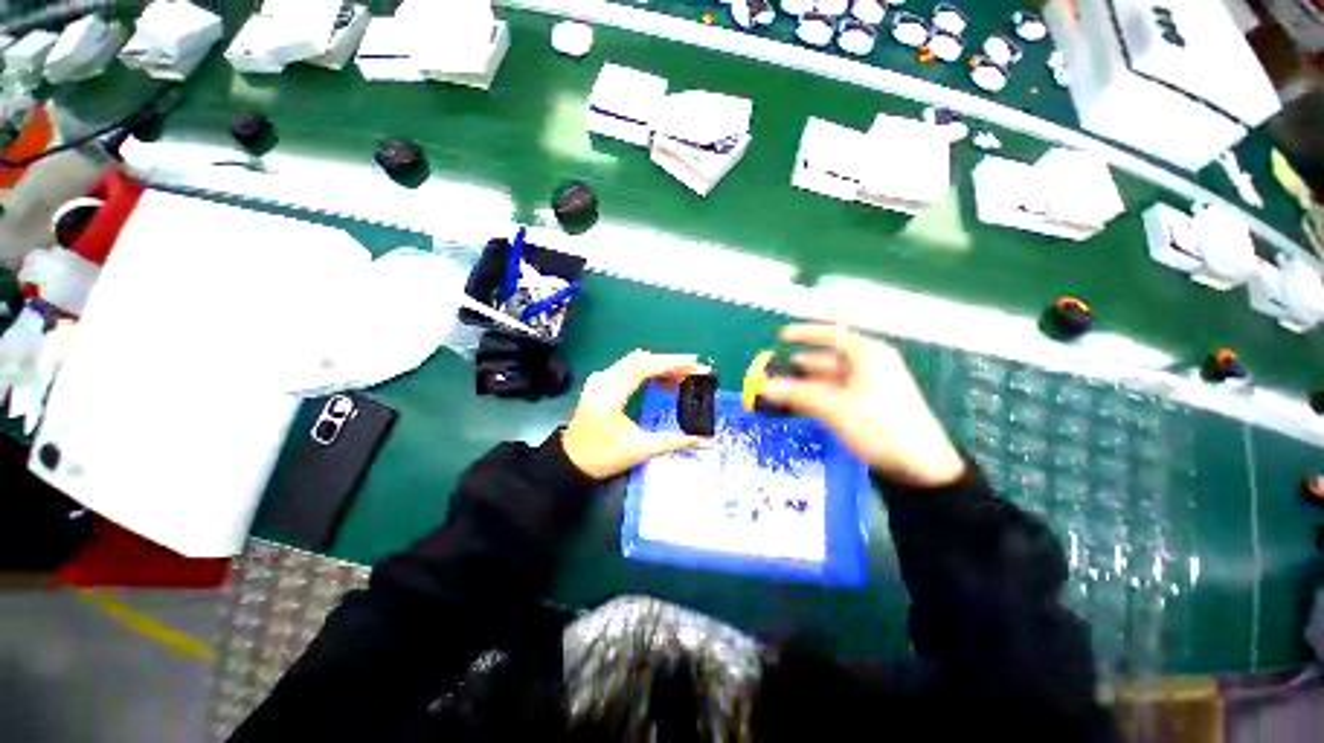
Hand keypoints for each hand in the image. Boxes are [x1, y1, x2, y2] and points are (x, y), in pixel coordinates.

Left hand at [561, 350, 709, 479]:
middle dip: (670, 363)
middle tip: (694, 369)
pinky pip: (627, 369)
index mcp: (611, 393)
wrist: (570, 463)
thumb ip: (673, 441)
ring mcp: (600, 380)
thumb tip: (702, 440)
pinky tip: (662, 380)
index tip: (694, 363)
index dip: (672, 363)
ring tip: (683, 375)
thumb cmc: (602, 457)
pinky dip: (647, 371)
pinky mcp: (600, 384)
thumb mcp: (640, 449)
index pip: (645, 367)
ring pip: (635, 363)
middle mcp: (603, 380)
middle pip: (641, 360)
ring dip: (659, 366)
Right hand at [761, 324, 964, 486]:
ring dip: (808, 381)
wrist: (921, 466)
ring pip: (832, 377)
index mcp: (868, 355)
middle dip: (802, 362)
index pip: (831, 334)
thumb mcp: (835, 407)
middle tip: (776, 368)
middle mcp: (871, 365)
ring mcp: (872, 386)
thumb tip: (765, 386)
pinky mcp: (870, 405)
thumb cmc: (879, 426)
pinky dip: (819, 395)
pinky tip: (802, 402)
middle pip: (830, 357)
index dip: (804, 334)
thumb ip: (798, 394)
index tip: (780, 336)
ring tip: (783, 386)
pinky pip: (838, 393)